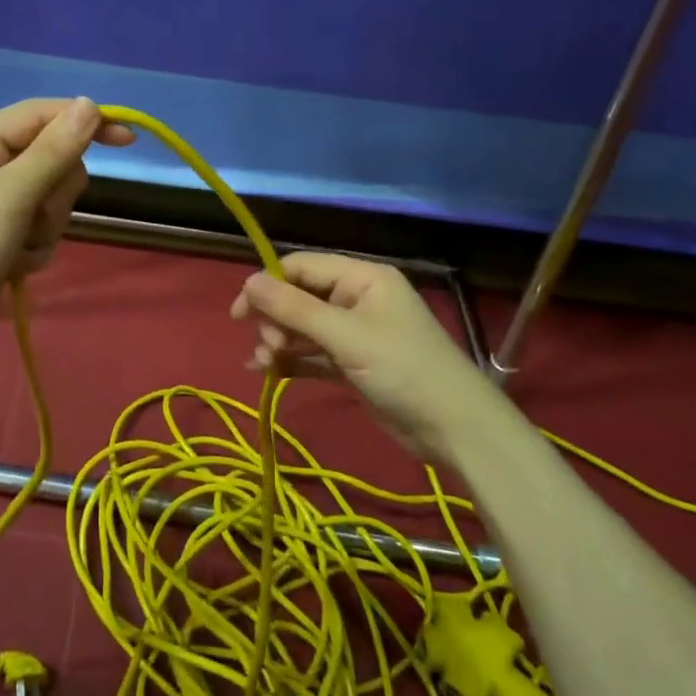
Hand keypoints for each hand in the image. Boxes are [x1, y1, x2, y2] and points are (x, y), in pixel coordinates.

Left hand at [0, 97, 133, 373]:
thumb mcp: (8, 197)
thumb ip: (53, 151)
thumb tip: (91, 104)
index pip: (39, 116)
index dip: (84, 122)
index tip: (127, 140)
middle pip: (49, 160)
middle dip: (54, 192)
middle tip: (35, 216)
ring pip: (48, 199)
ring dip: (45, 226)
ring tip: (19, 250)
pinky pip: (38, 230)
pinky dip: (34, 249)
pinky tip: (13, 269)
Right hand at [230, 252, 483, 458]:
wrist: (455, 429)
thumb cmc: (403, 369)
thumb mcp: (345, 336)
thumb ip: (295, 309)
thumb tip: (247, 282)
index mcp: (361, 277)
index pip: (302, 266)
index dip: (268, 284)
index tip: (240, 313)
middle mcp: (356, 298)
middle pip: (299, 296)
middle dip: (276, 319)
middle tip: (267, 347)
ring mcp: (355, 332)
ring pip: (303, 327)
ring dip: (279, 341)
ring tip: (264, 363)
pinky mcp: (353, 363)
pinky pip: (312, 354)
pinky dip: (291, 361)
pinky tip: (267, 373)